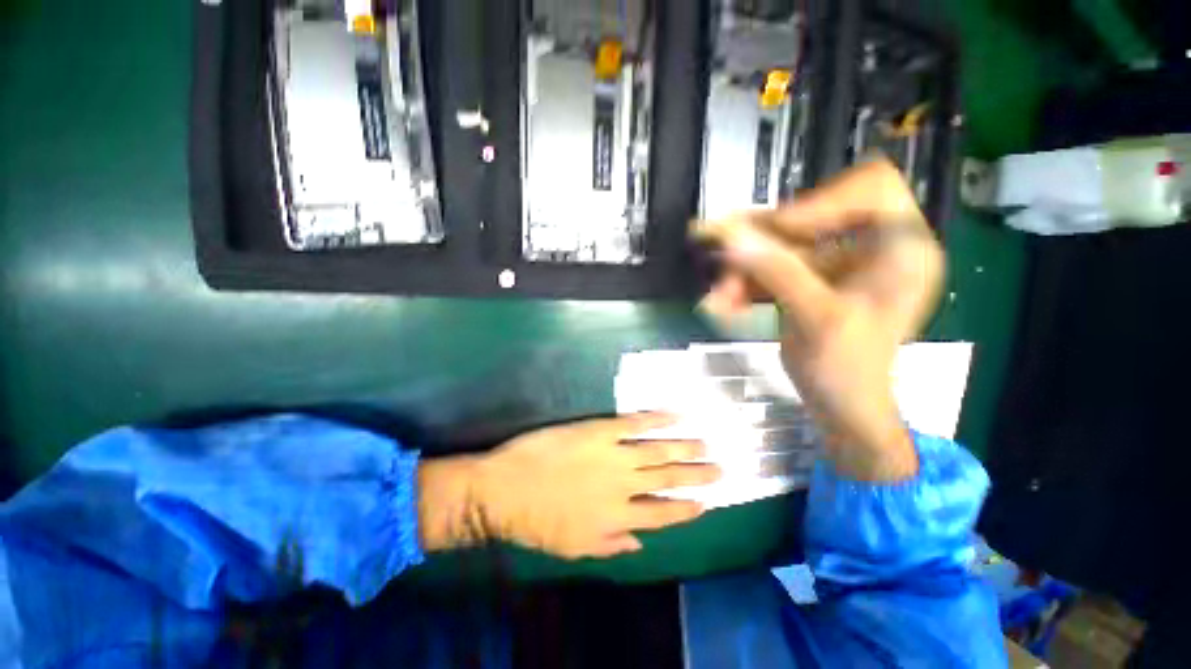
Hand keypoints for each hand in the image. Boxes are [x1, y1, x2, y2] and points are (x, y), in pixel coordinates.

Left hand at [419, 413, 720, 558]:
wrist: (505, 489)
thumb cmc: (537, 522)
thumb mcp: (573, 548)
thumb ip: (610, 545)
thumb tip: (640, 541)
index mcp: (618, 517)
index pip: (663, 513)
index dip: (686, 508)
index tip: (705, 502)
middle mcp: (624, 485)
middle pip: (668, 478)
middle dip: (696, 474)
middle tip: (720, 468)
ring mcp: (613, 454)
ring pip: (659, 449)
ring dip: (685, 446)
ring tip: (705, 443)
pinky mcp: (600, 430)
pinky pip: (635, 422)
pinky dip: (657, 418)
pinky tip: (675, 414)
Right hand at [693, 159, 943, 480]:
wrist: (839, 408)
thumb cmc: (848, 371)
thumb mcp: (817, 318)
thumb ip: (777, 272)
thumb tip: (730, 236)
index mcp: (899, 248)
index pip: (869, 188)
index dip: (821, 201)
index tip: (779, 229)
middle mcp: (868, 247)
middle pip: (809, 218)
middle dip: (762, 243)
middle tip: (723, 257)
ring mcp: (834, 264)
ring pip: (780, 247)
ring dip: (745, 269)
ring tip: (720, 297)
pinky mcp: (807, 281)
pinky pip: (770, 269)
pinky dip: (745, 284)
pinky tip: (725, 302)